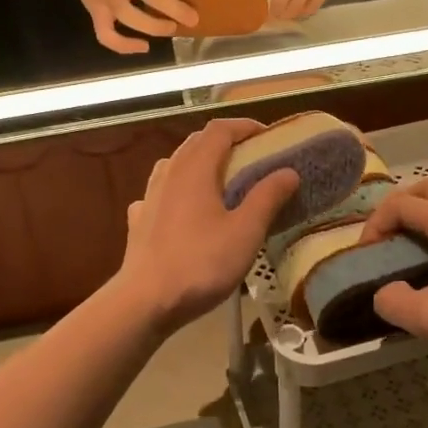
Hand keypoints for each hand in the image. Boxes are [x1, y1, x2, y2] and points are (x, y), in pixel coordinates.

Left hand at [116, 119, 299, 333]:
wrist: (146, 300)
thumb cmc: (201, 263)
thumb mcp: (245, 232)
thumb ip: (267, 197)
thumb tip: (288, 171)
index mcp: (195, 169)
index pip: (219, 130)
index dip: (244, 126)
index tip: (267, 135)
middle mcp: (169, 173)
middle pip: (196, 143)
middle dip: (224, 142)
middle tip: (251, 156)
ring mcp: (149, 196)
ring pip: (174, 164)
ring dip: (198, 163)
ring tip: (219, 180)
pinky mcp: (139, 220)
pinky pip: (159, 192)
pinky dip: (177, 190)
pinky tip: (182, 209)